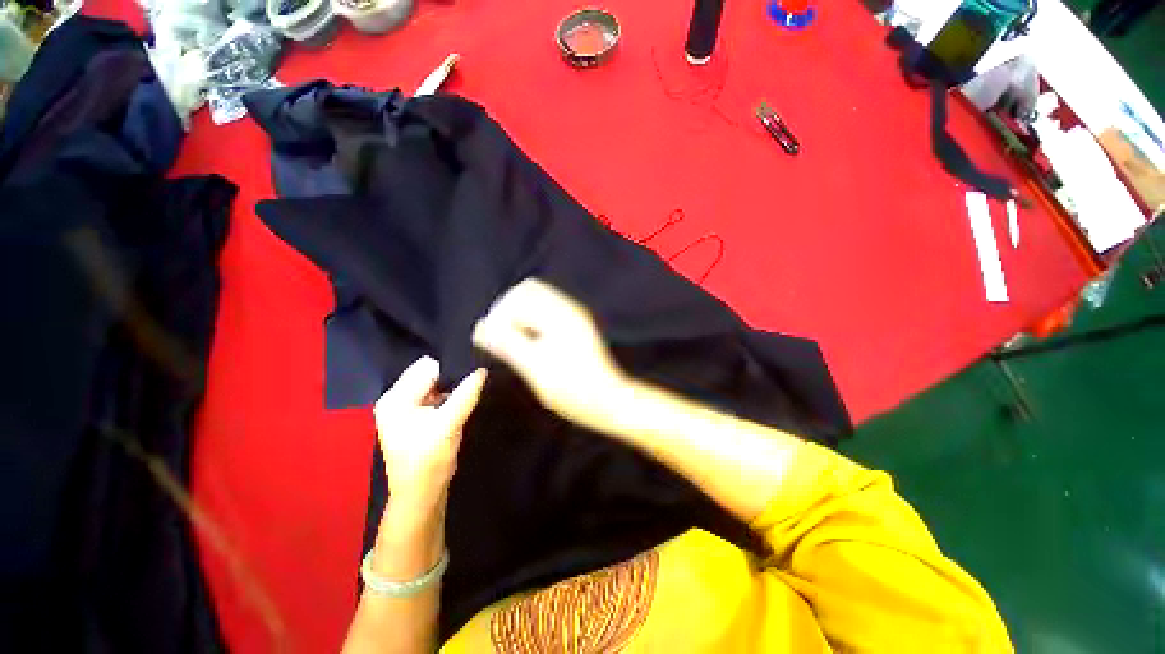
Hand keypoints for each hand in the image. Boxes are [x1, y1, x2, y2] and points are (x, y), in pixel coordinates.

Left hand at [373, 356, 486, 509]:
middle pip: (427, 374)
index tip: (472, 371)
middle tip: (471, 382)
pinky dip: (447, 396)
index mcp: (395, 398)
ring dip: (450, 387)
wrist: (421, 494)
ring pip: (432, 384)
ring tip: (467, 391)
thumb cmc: (430, 459)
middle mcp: (395, 399)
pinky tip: (458, 402)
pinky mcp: (413, 417)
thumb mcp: (450, 423)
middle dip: (450, 376)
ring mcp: (403, 409)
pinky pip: (433, 396)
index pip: (426, 368)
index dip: (451, 368)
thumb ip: (466, 394)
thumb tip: (482, 370)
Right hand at [472, 278, 626, 424]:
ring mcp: (574, 316)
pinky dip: (531, 322)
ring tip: (513, 343)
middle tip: (501, 338)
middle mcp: (568, 308)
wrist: (609, 400)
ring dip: (520, 316)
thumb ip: (508, 344)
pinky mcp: (576, 327)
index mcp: (559, 314)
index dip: (499, 313)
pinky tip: (529, 344)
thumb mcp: (535, 367)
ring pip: (537, 301)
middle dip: (509, 310)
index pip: (519, 295)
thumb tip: (480, 327)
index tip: (492, 338)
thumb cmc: (572, 389)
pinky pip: (546, 312)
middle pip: (528, 291)